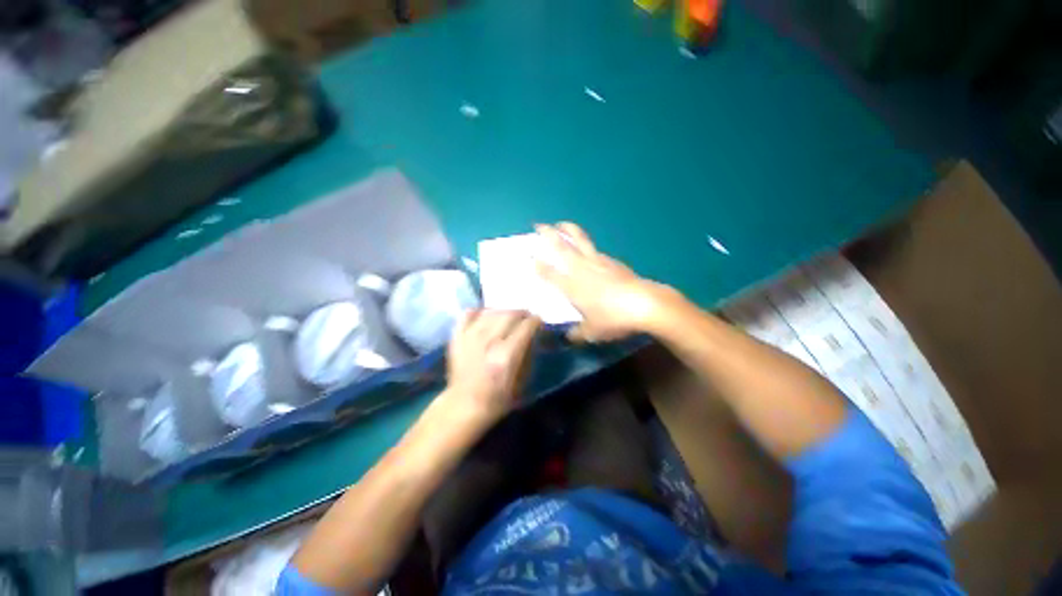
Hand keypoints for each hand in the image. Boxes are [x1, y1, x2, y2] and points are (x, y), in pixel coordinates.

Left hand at [443, 309, 541, 424]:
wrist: (464, 405)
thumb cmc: (497, 399)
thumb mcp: (522, 382)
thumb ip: (528, 356)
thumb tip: (533, 338)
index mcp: (507, 355)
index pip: (527, 326)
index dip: (536, 321)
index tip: (539, 323)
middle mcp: (489, 341)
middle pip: (510, 314)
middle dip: (522, 314)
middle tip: (526, 319)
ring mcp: (470, 337)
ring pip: (491, 311)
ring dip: (503, 311)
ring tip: (508, 317)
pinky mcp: (457, 337)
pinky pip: (468, 314)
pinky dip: (479, 312)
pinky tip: (485, 317)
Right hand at [536, 222, 672, 342]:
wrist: (644, 304)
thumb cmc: (614, 319)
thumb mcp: (592, 333)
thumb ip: (577, 334)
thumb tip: (568, 337)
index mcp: (571, 286)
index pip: (548, 272)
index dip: (537, 264)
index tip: (527, 254)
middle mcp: (581, 269)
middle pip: (561, 247)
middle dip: (547, 234)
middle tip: (538, 225)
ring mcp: (599, 262)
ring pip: (580, 240)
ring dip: (569, 230)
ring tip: (561, 224)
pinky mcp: (614, 262)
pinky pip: (595, 249)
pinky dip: (588, 245)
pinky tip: (589, 249)